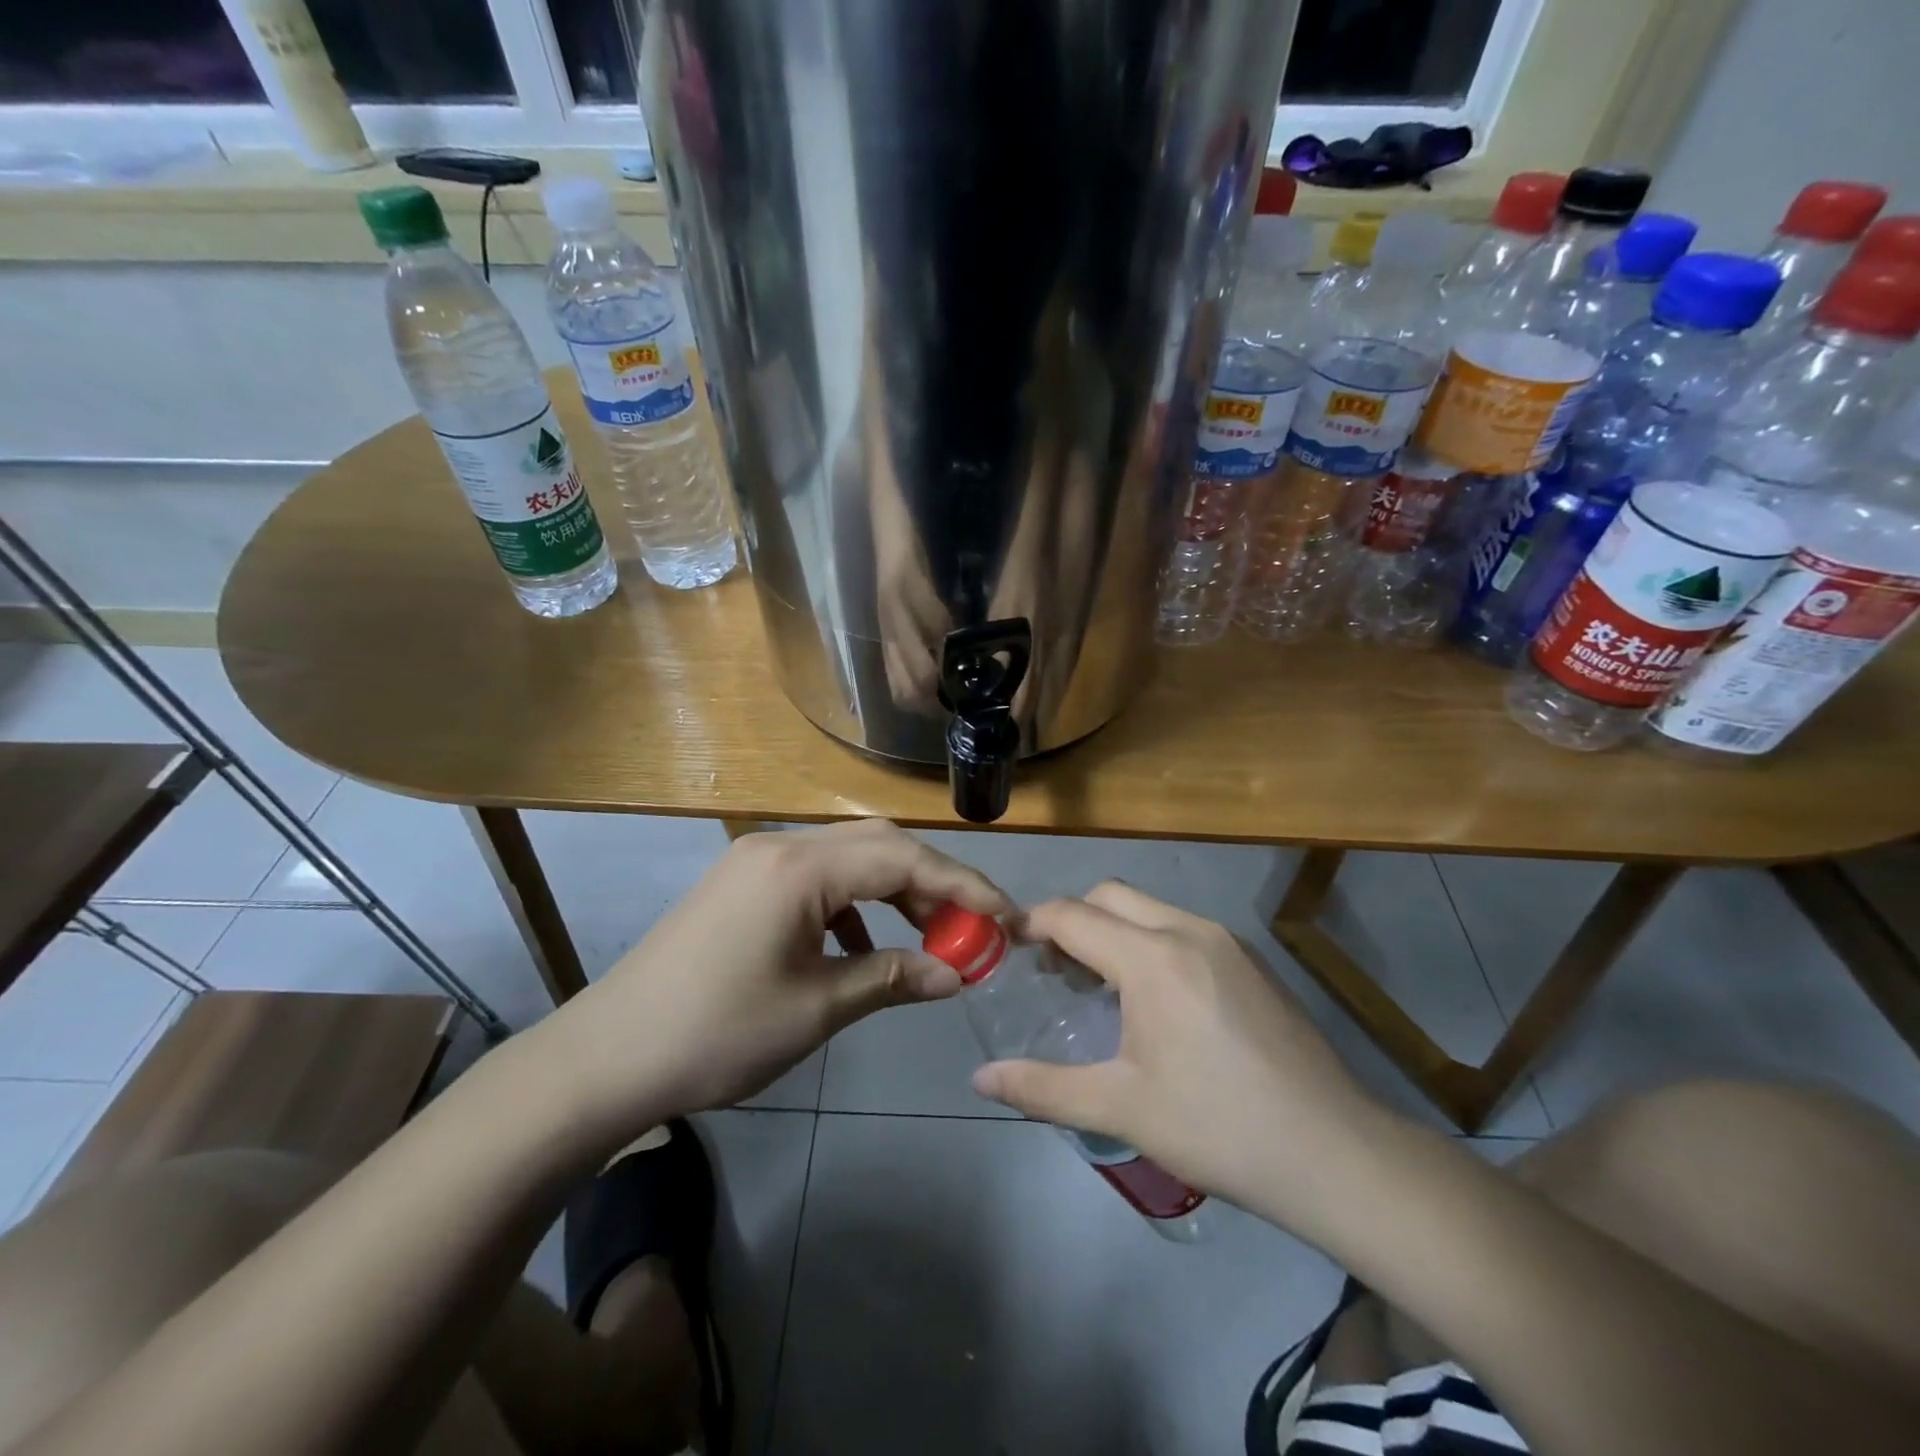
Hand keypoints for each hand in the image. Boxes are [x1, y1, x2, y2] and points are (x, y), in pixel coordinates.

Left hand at [545, 820, 1008, 1134]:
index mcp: (801, 867)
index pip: (904, 858)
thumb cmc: (717, 1033)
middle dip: (934, 882)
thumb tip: (957, 973)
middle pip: (880, 845)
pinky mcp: (743, 882)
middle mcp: (782, 845)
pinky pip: (817, 877)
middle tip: (972, 927)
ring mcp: (757, 859)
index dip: (962, 886)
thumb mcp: (816, 1009)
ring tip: (928, 937)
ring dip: (896, 890)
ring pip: (850, 858)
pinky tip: (862, 946)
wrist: (606, 1057)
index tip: (1006, 919)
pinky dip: (854, 903)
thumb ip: (892, 978)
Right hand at [971, 882, 1384, 1230]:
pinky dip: (1150, 942)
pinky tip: (1156, 1000)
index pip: (1071, 915)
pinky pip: (1182, 928)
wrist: (1334, 1153)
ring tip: (1100, 987)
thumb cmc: (1217, 1127)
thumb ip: (1042, 1088)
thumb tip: (980, 1079)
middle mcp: (1188, 930)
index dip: (1032, 924)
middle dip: (1072, 919)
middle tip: (1054, 971)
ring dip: (1113, 930)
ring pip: (1149, 909)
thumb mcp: (1120, 1109)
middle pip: (1109, 895)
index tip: (1008, 946)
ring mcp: (1227, 941)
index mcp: (1152, 959)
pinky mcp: (1252, 960)